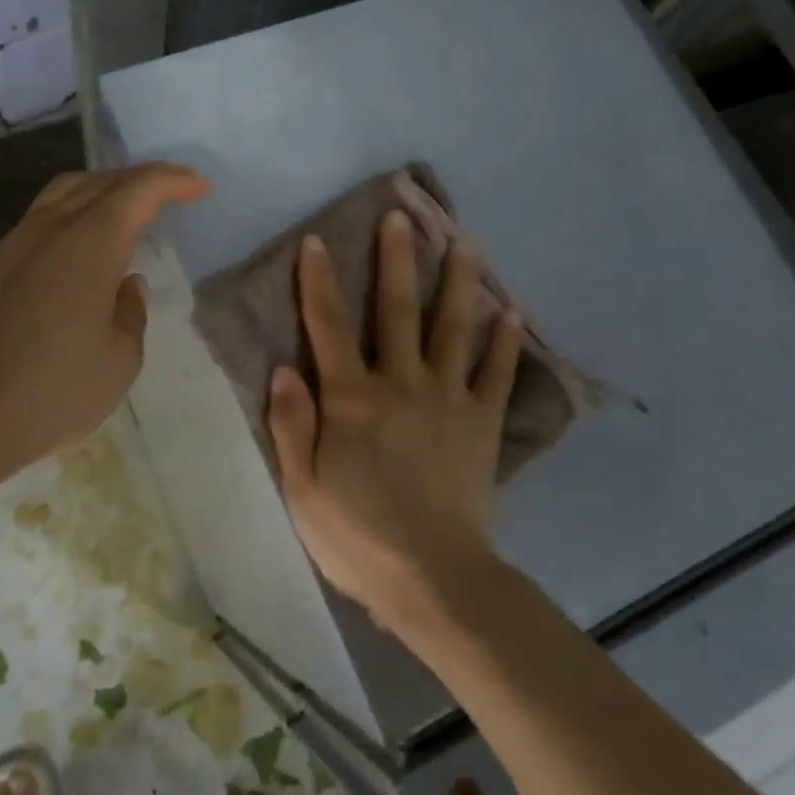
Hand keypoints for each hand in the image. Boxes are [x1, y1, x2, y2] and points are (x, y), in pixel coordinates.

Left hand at [0, 163, 208, 487]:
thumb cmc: (55, 393)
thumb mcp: (121, 359)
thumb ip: (131, 311)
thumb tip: (125, 284)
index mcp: (90, 246)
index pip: (137, 191)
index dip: (172, 181)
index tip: (200, 187)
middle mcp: (49, 231)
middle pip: (100, 182)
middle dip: (141, 179)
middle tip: (171, 191)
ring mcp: (12, 245)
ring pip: (62, 193)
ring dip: (102, 189)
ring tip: (127, 208)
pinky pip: (38, 220)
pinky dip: (71, 215)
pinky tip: (79, 248)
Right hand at [267, 210, 521, 629]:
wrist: (434, 579)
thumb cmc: (358, 536)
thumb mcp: (303, 488)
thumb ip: (291, 423)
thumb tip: (283, 367)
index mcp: (352, 398)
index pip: (328, 325)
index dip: (318, 281)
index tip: (317, 241)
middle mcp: (401, 383)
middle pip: (397, 309)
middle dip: (397, 259)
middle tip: (403, 216)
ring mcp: (448, 399)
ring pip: (452, 328)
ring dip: (458, 282)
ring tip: (465, 242)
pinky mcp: (482, 423)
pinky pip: (497, 373)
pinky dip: (505, 342)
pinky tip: (512, 311)